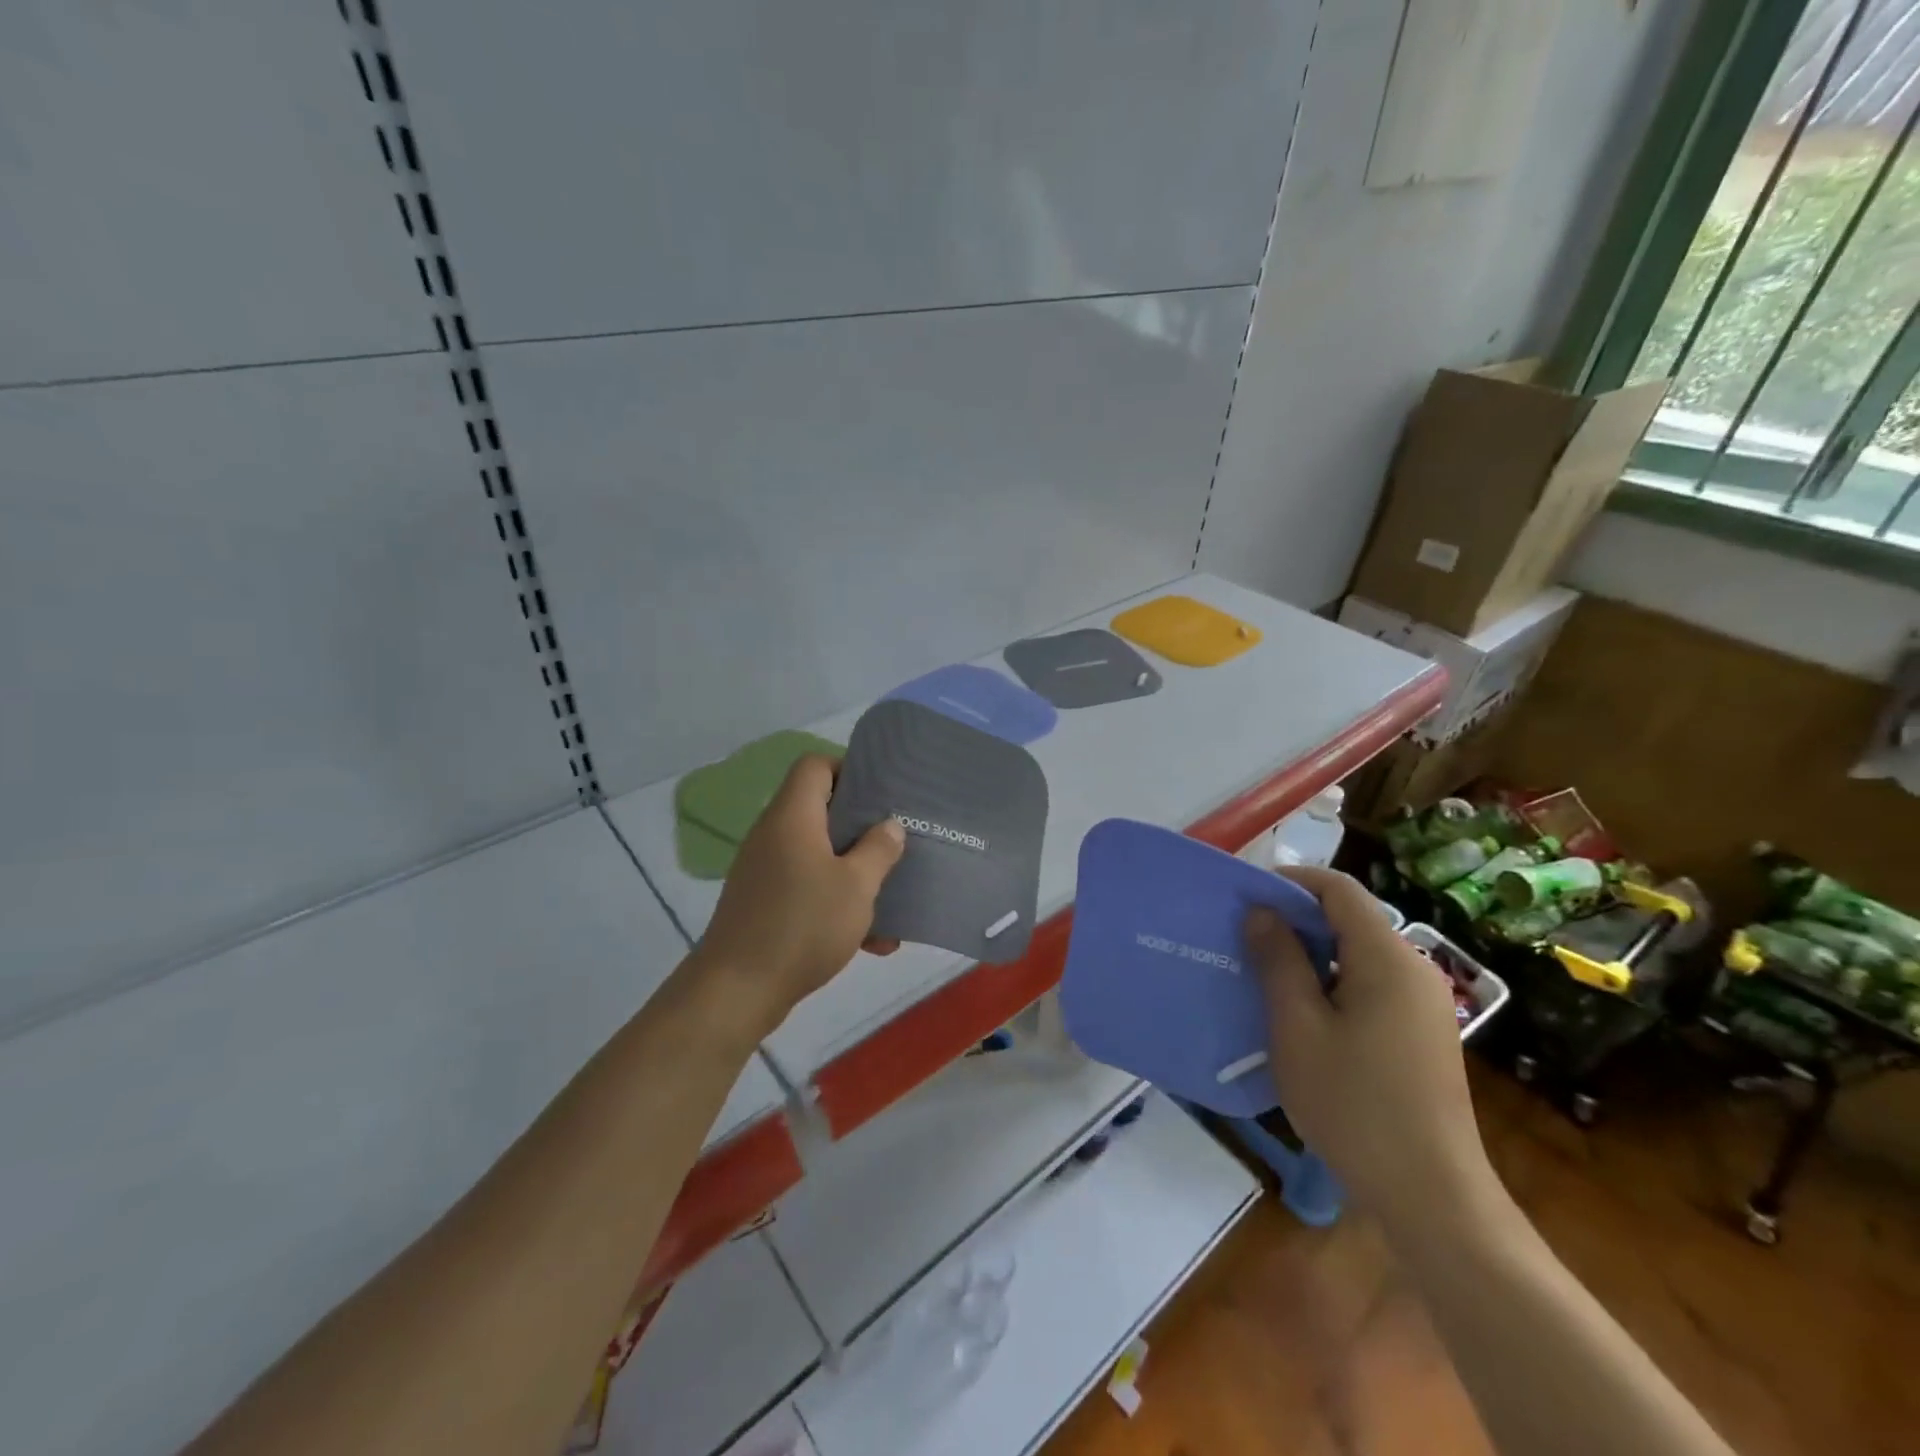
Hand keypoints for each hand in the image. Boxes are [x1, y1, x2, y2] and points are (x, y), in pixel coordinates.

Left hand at [694, 755, 905, 1032]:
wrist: (736, 990)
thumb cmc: (802, 925)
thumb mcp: (856, 886)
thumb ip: (879, 849)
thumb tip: (889, 825)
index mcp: (792, 817)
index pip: (814, 765)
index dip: (848, 768)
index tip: (881, 793)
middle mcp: (774, 834)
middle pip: (819, 809)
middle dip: (861, 826)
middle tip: (894, 840)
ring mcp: (765, 870)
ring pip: (818, 854)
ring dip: (854, 873)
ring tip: (889, 897)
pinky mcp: (763, 902)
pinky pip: (807, 888)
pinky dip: (835, 902)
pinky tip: (870, 940)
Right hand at [1246, 866, 1494, 1228]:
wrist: (1430, 1195)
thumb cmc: (1354, 1104)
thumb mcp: (1298, 1027)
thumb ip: (1279, 961)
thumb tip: (1262, 911)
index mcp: (1387, 958)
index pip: (1339, 889)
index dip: (1291, 881)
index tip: (1246, 896)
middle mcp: (1415, 969)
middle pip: (1351, 918)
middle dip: (1296, 917)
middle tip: (1245, 936)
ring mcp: (1424, 1003)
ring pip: (1359, 952)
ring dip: (1312, 952)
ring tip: (1264, 972)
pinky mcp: (1423, 1032)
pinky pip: (1372, 983)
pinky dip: (1333, 980)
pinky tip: (1302, 1012)